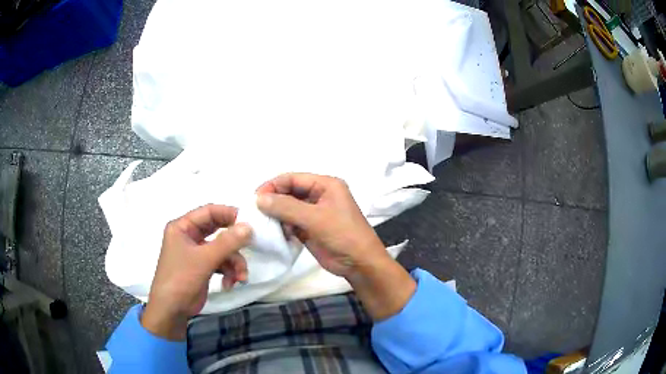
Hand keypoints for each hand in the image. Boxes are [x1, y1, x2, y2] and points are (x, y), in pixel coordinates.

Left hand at [141, 204, 251, 339]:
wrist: (172, 310)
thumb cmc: (181, 279)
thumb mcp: (204, 259)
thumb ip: (227, 242)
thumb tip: (249, 227)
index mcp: (183, 227)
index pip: (209, 212)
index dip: (229, 214)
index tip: (250, 222)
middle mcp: (190, 236)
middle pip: (218, 230)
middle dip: (234, 243)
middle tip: (251, 245)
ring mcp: (197, 252)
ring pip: (223, 250)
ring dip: (234, 264)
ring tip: (240, 278)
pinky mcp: (204, 267)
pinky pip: (222, 263)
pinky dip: (229, 273)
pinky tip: (230, 284)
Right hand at [256, 173, 387, 276]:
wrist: (360, 264)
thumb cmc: (343, 235)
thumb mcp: (315, 218)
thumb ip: (286, 207)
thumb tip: (259, 198)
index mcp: (326, 185)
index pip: (293, 178)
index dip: (273, 185)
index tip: (255, 198)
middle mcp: (319, 195)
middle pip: (289, 192)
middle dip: (273, 200)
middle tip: (255, 211)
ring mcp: (314, 213)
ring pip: (288, 208)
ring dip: (276, 214)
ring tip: (261, 223)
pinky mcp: (310, 229)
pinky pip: (290, 222)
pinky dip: (281, 226)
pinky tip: (273, 233)